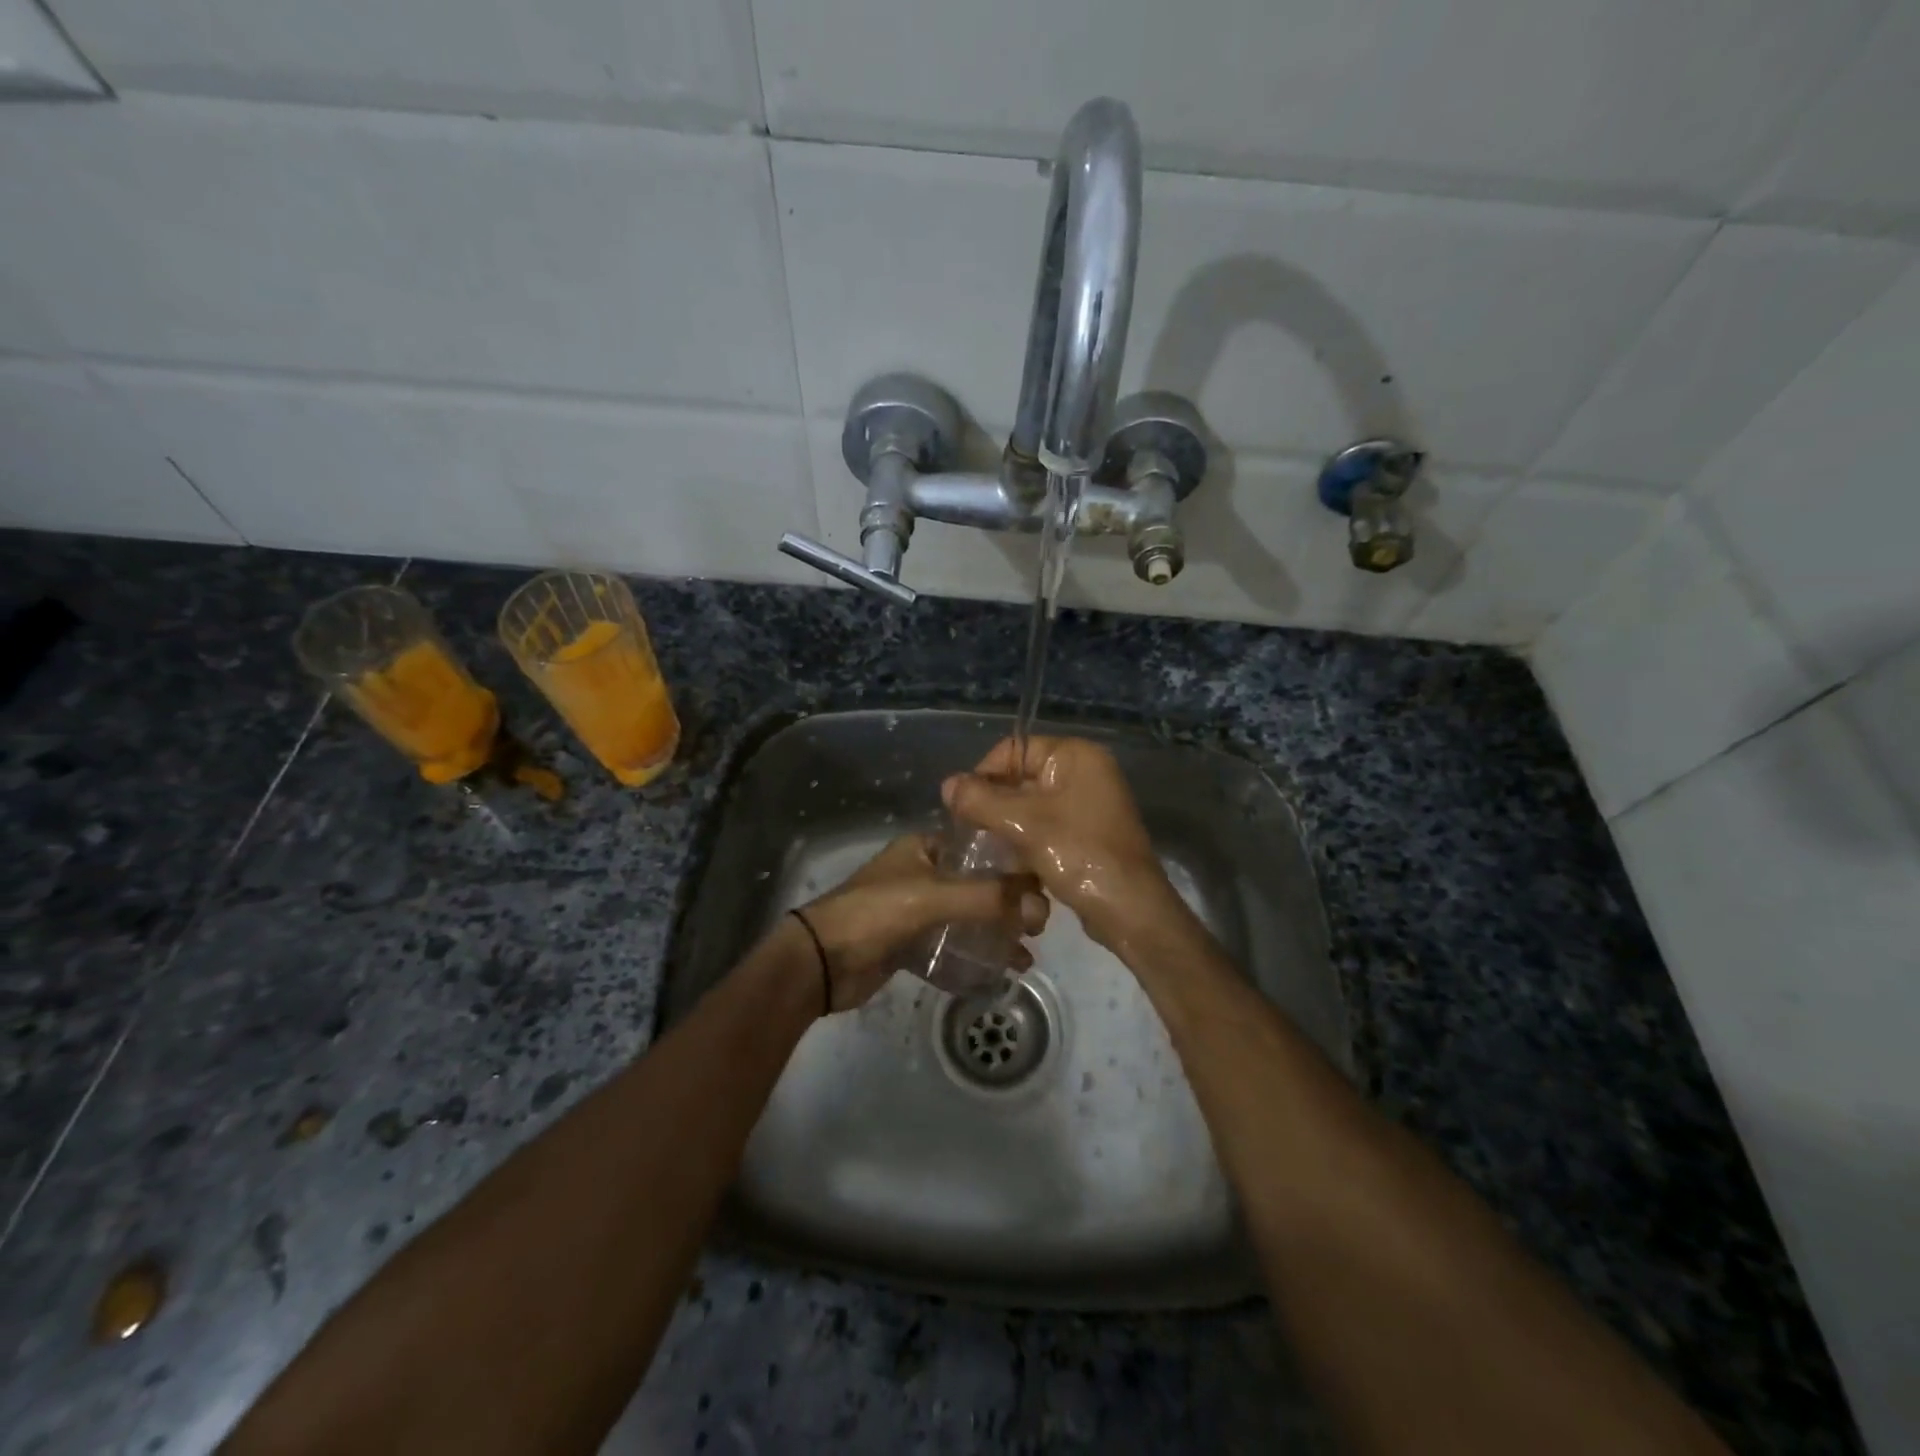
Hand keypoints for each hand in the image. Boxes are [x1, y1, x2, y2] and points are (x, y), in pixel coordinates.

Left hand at [796, 833, 1049, 1012]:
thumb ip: (986, 898)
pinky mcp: (911, 942)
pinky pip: (952, 944)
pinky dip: (974, 955)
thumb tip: (1040, 906)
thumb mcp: (933, 897)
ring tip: (1025, 955)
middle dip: (1009, 905)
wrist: (820, 962)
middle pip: (978, 885)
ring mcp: (916, 909)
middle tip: (1038, 928)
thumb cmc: (875, 913)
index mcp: (925, 848)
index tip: (1044, 888)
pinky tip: (1000, 971)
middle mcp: (924, 873)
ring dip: (995, 934)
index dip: (1013, 866)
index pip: (981, 848)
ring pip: (967, 917)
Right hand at [942, 736, 1173, 948]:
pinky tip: (1012, 866)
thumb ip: (980, 801)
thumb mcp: (1023, 824)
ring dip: (1008, 828)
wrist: (1129, 910)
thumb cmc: (1079, 854)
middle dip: (995, 806)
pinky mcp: (1087, 833)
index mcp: (1076, 756)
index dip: (983, 775)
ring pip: (1030, 807)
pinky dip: (1027, 842)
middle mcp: (1085, 772)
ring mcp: (1088, 804)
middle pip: (1021, 778)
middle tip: (971, 834)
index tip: (962, 808)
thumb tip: (946, 785)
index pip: (1014, 750)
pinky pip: (1045, 827)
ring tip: (988, 852)